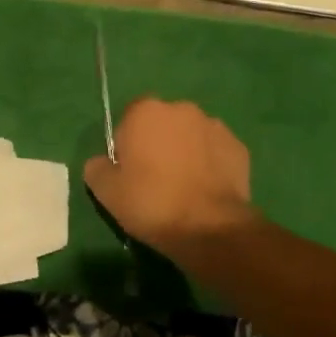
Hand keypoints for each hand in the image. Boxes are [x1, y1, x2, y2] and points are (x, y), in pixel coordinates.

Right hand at [83, 98, 255, 261]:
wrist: (208, 227)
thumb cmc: (151, 203)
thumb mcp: (106, 191)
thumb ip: (97, 168)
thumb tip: (101, 162)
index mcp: (146, 111)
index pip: (129, 118)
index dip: (127, 144)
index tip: (129, 171)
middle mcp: (182, 109)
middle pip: (163, 123)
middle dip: (158, 143)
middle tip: (155, 180)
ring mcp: (214, 126)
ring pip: (191, 136)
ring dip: (186, 152)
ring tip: (184, 188)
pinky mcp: (238, 147)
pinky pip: (215, 152)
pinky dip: (210, 165)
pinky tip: (206, 191)